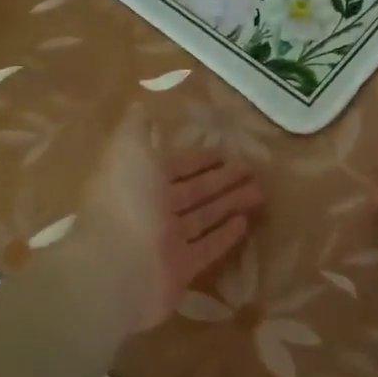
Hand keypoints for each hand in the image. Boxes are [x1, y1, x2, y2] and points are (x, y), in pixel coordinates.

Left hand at [78, 106, 263, 331]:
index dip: (199, 159)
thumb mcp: (129, 151)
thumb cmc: (127, 202)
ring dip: (229, 204)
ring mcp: (165, 242)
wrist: (117, 268)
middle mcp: (150, 211)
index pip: (173, 166)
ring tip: (260, 193)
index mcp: (137, 181)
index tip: (226, 152)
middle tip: (253, 170)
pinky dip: (224, 235)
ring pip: (203, 217)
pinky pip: (206, 247)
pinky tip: (245, 223)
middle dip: (221, 179)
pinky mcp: (180, 270)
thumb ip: (137, 128)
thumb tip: (141, 106)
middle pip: (192, 192)